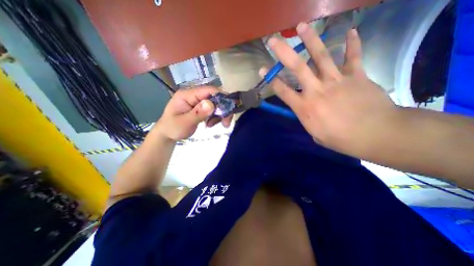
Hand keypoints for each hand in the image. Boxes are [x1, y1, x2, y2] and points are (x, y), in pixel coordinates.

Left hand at [156, 87, 230, 141]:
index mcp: (187, 94)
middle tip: (226, 123)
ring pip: (216, 104)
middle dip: (222, 109)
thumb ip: (197, 113)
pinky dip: (215, 117)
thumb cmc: (172, 128)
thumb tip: (211, 104)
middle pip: (215, 97)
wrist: (167, 134)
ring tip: (211, 125)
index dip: (222, 97)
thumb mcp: (184, 123)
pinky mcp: (200, 107)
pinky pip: (213, 110)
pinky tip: (209, 124)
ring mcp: (198, 101)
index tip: (230, 110)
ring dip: (219, 115)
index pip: (209, 90)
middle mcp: (194, 95)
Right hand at [266, 23, 398, 155]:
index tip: (263, 68)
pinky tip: (351, 31)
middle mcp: (316, 90)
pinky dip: (352, 44)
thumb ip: (307, 119)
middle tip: (273, 40)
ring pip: (321, 56)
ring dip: (310, 39)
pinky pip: (353, 56)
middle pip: (297, 67)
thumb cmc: (341, 139)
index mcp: (305, 107)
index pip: (283, 90)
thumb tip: (306, 111)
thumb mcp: (315, 133)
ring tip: (301, 26)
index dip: (271, 79)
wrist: (376, 134)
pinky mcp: (356, 76)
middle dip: (283, 52)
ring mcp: (336, 80)